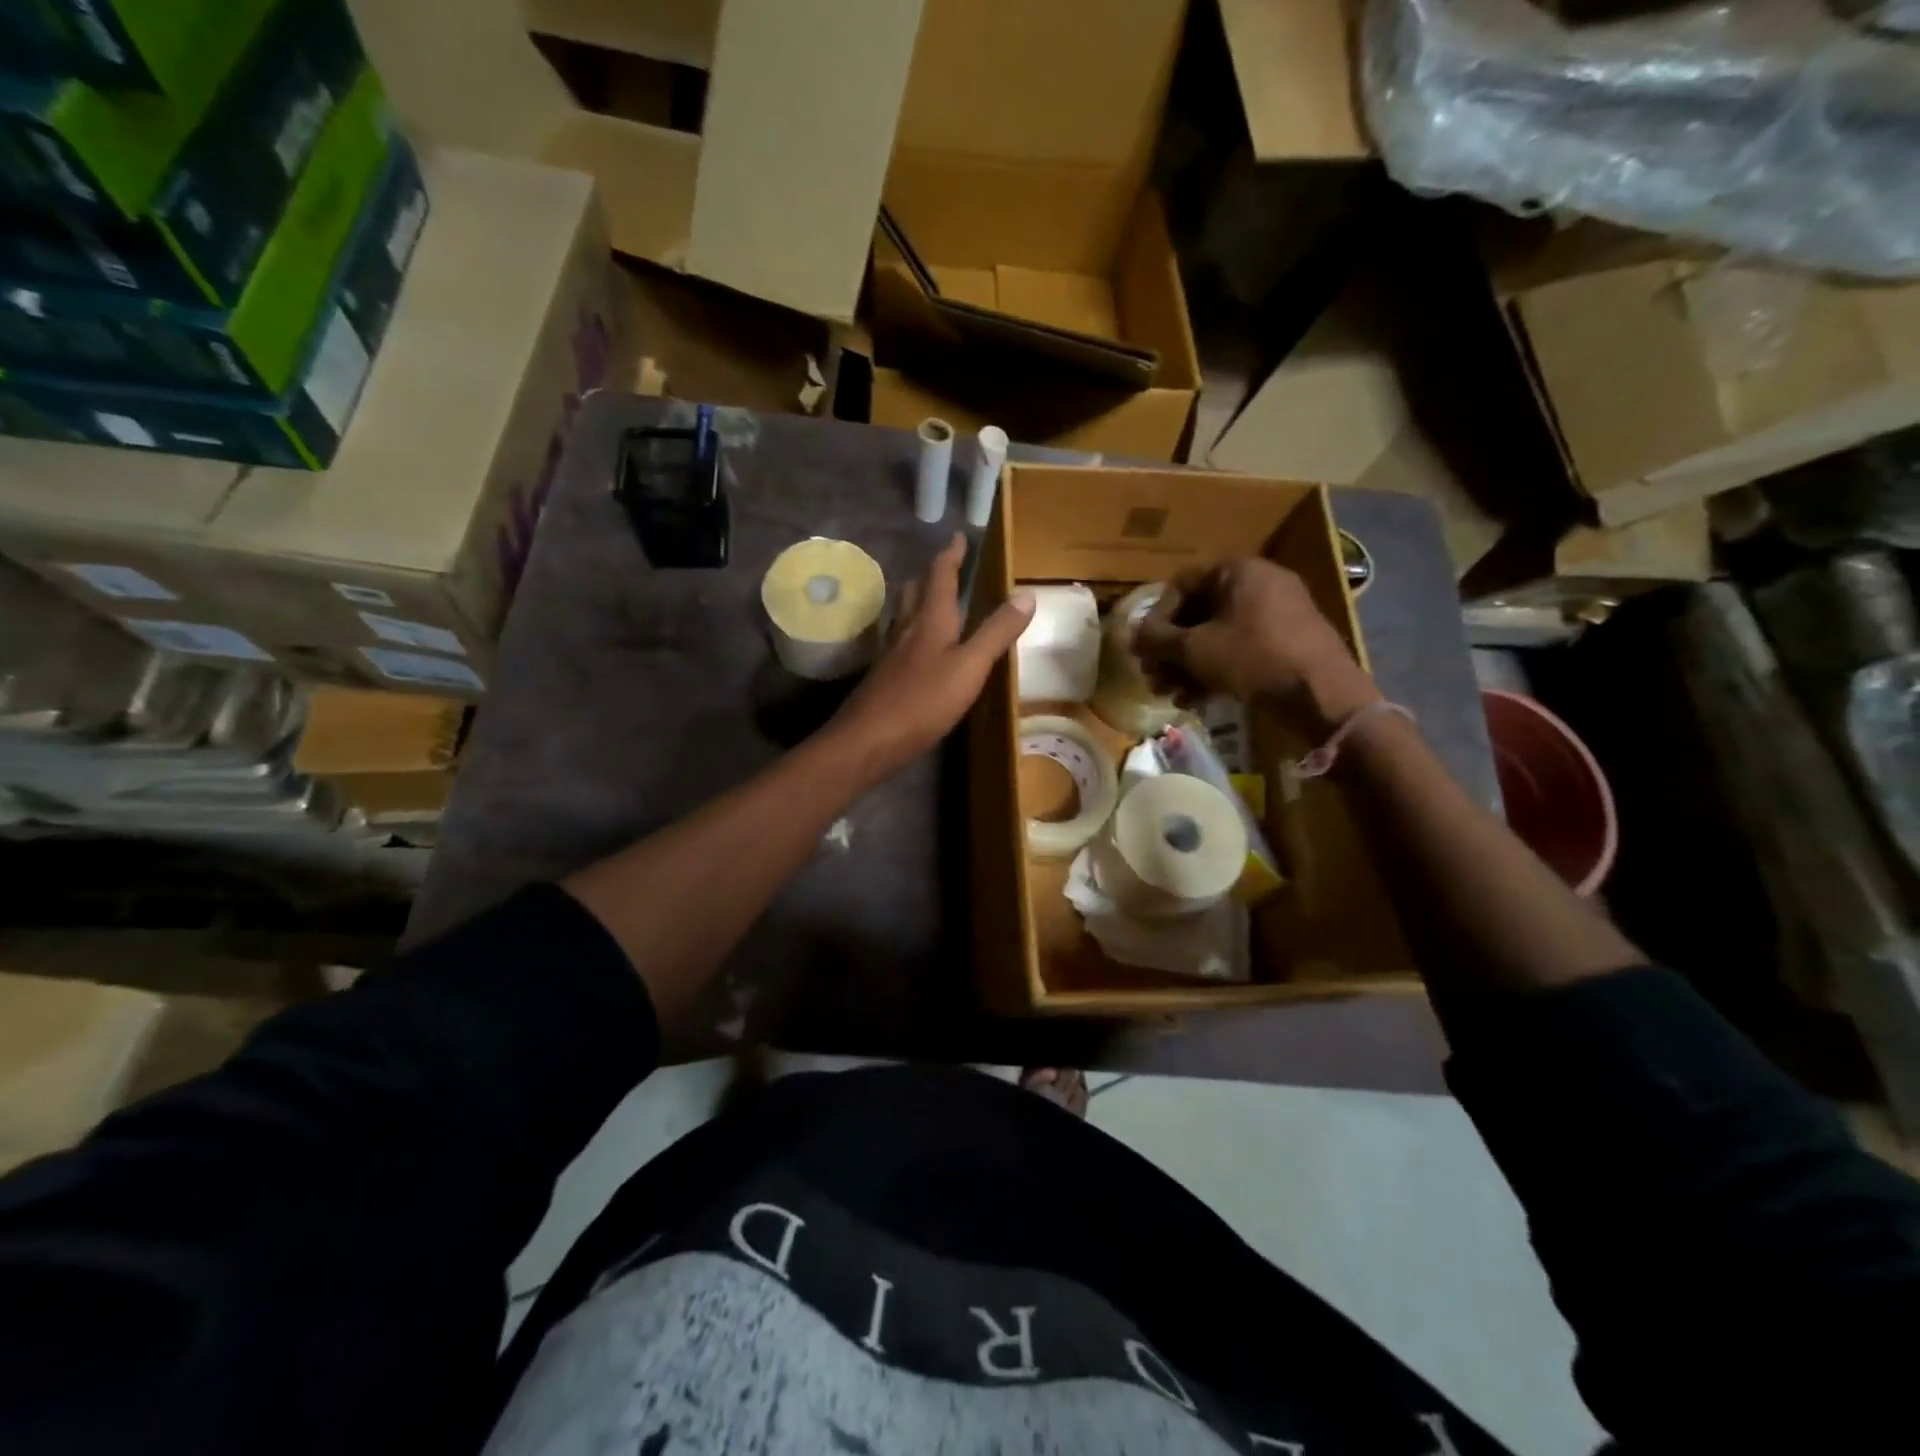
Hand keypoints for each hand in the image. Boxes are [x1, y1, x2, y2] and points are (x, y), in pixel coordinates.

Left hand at [830, 534, 1034, 778]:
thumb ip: (997, 632)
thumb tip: (1027, 593)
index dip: (950, 555)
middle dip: (932, 574)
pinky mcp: (884, 675)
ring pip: (904, 613)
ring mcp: (891, 652)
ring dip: (918, 599)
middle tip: (946, 565)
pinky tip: (918, 647)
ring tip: (933, 598)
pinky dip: (913, 630)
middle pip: (915, 589)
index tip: (958, 537)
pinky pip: (900, 640)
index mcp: (930, 619)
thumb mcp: (970, 666)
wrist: (869, 740)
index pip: (940, 575)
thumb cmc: (923, 701)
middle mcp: (906, 628)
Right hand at [1134, 558, 1380, 739]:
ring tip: (1169, 695)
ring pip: (1216, 636)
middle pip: (1198, 613)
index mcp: (1238, 571)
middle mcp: (1258, 585)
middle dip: (1170, 649)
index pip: (1181, 584)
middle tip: (1152, 676)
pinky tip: (1194, 701)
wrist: (1322, 694)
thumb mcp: (1196, 649)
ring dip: (1187, 666)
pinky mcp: (1285, 645)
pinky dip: (1214, 671)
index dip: (1156, 617)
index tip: (1143, 647)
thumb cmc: (1253, 658)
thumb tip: (1132, 637)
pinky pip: (1239, 650)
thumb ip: (1157, 640)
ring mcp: (1275, 615)